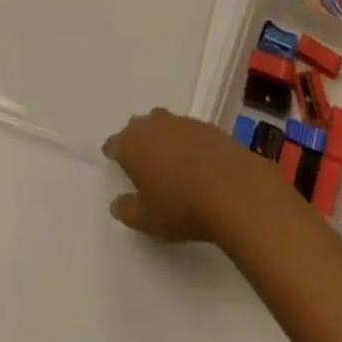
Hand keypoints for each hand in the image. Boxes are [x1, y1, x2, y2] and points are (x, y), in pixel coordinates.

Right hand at [102, 107, 283, 243]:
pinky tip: (188, 155)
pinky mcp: (204, 125)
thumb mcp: (147, 220)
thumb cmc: (180, 207)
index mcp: (133, 145)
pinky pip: (184, 128)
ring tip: (162, 153)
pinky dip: (181, 138)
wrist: (229, 186)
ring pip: (162, 122)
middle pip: (138, 125)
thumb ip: (127, 210)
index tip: (111, 156)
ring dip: (159, 134)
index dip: (113, 150)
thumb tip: (116, 202)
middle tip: (136, 155)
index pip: (116, 142)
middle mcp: (154, 125)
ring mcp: (181, 121)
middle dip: (135, 137)